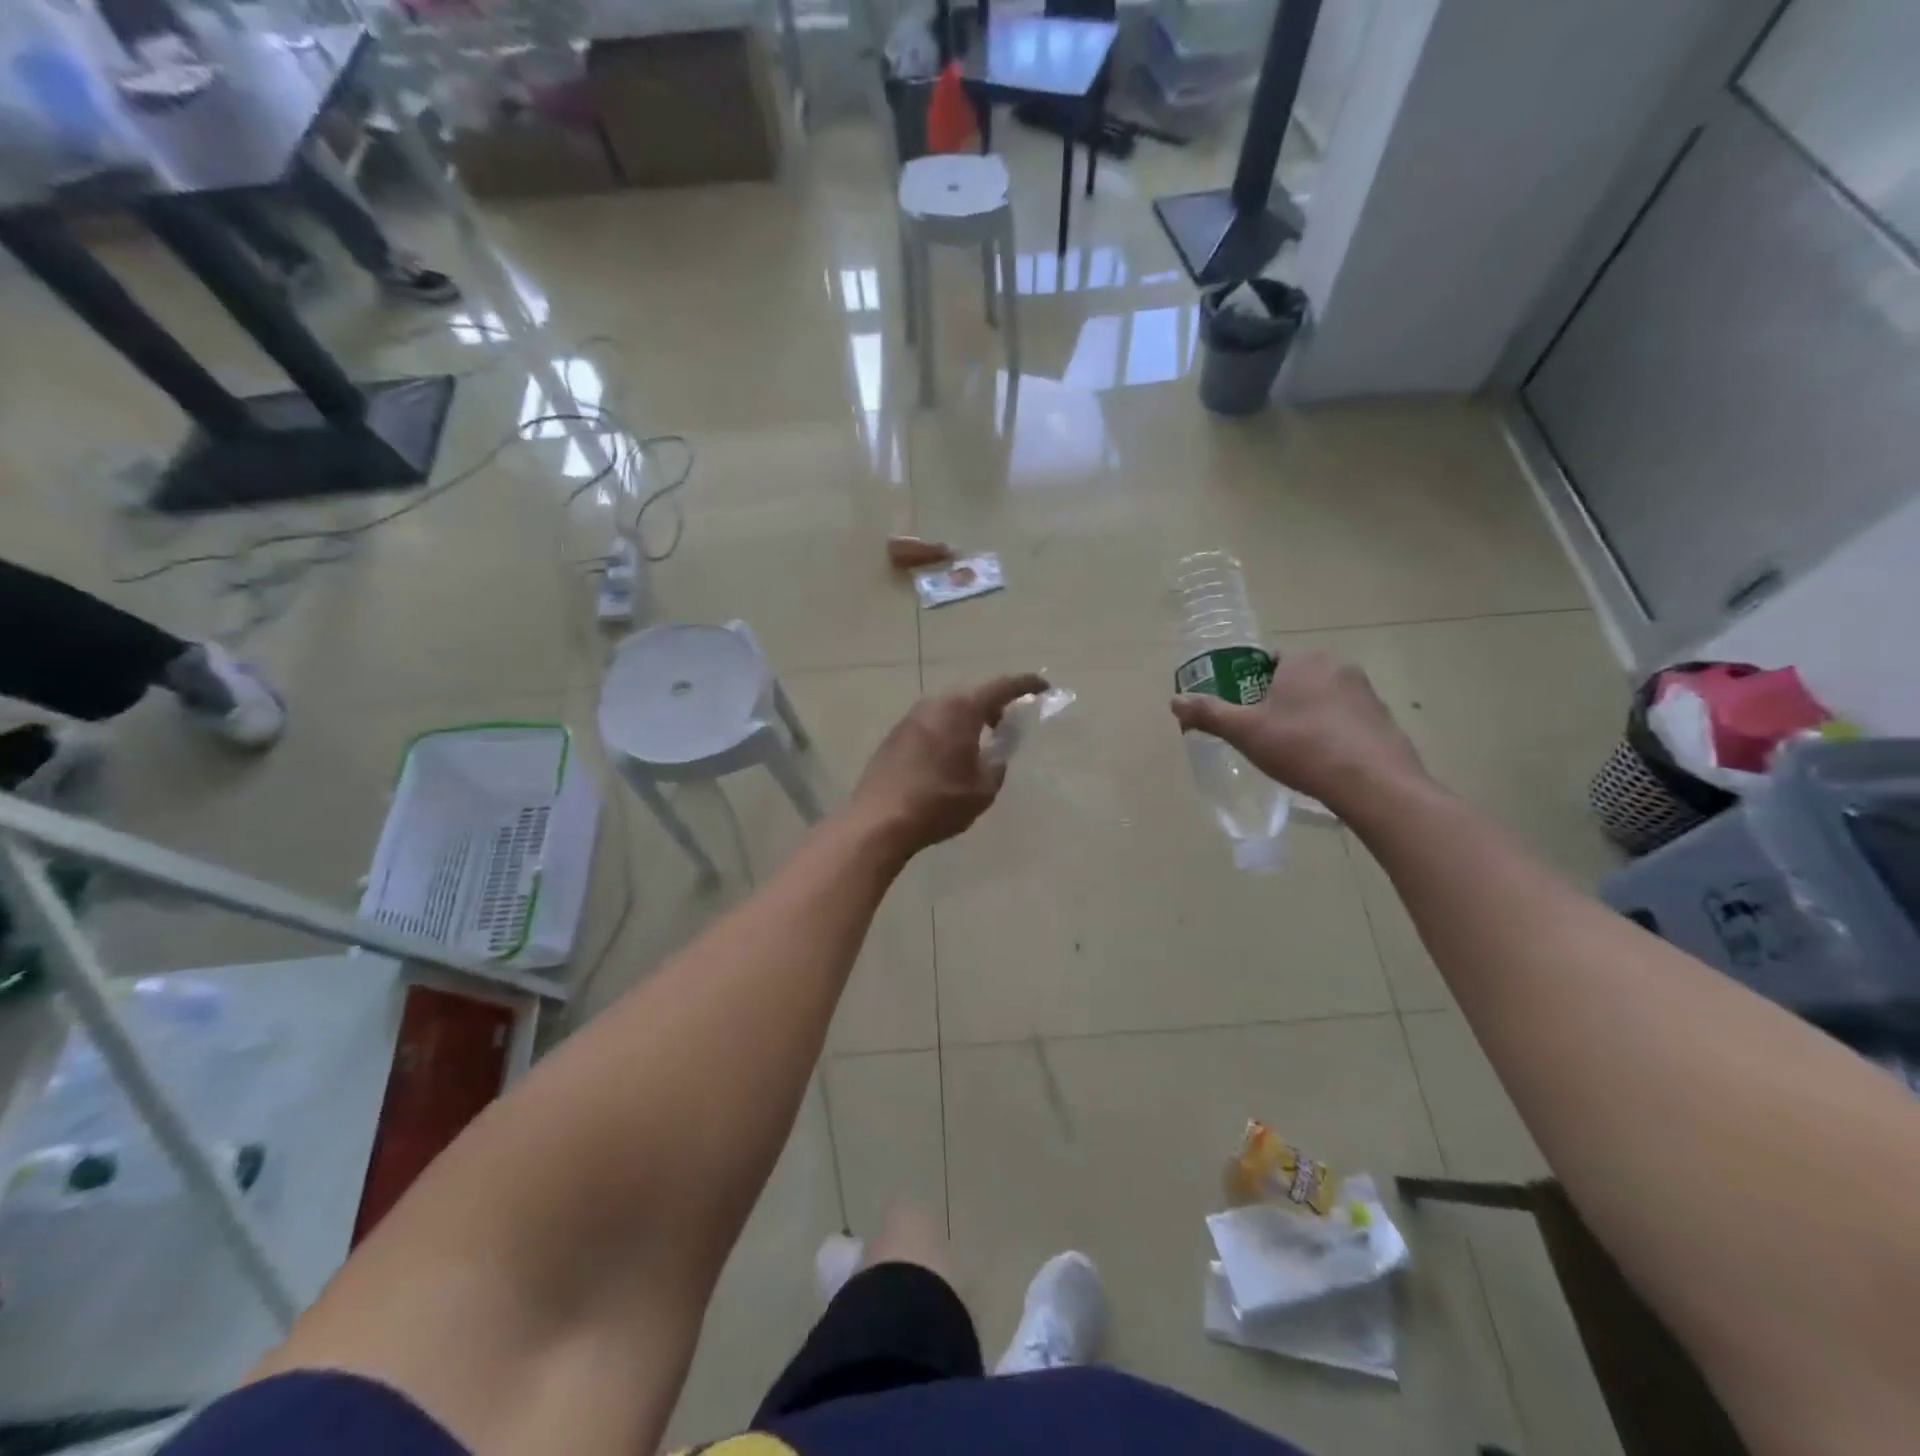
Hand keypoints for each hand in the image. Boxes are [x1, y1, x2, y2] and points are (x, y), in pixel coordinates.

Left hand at [852, 673, 1050, 852]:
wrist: (879, 820)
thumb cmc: (938, 803)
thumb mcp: (983, 789)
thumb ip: (997, 764)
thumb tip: (996, 754)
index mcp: (961, 709)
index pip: (1001, 686)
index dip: (1026, 684)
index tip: (1043, 686)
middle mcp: (934, 704)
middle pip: (972, 694)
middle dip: (993, 704)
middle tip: (1006, 725)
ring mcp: (910, 717)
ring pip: (948, 708)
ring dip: (967, 719)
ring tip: (977, 744)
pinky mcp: (894, 735)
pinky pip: (930, 723)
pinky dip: (946, 730)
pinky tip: (947, 757)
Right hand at [1170, 652, 1425, 810]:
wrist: (1371, 782)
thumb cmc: (1301, 747)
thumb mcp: (1245, 732)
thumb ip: (1209, 713)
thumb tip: (1175, 700)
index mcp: (1303, 661)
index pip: (1269, 661)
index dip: (1251, 684)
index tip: (1244, 710)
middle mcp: (1337, 666)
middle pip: (1296, 679)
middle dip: (1279, 701)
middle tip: (1263, 733)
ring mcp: (1366, 692)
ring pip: (1323, 698)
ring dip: (1307, 716)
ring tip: (1293, 749)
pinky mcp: (1383, 718)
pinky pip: (1347, 719)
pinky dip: (1333, 732)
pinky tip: (1324, 759)